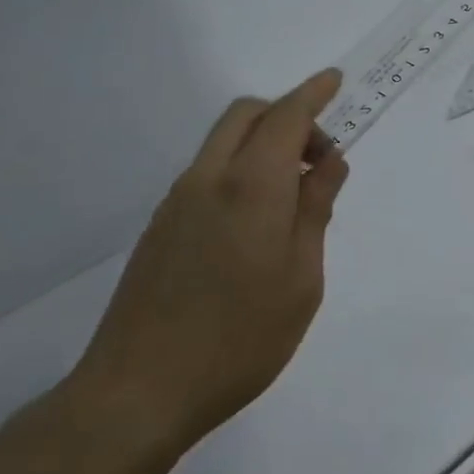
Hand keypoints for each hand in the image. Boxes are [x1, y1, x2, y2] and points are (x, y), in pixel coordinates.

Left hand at [69, 69, 349, 455]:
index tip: (335, 80)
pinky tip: (257, 223)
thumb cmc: (241, 337)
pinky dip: (241, 168)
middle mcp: (209, 180)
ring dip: (264, 143)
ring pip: (224, 142)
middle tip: (320, 157)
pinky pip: (208, 172)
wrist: (138, 394)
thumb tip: (329, 163)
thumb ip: (315, 210)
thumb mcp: (302, 277)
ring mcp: (177, 203)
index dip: (314, 94)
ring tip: (295, 197)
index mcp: (251, 187)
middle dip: (288, 114)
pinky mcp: (160, 228)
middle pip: (246, 115)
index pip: (287, 118)